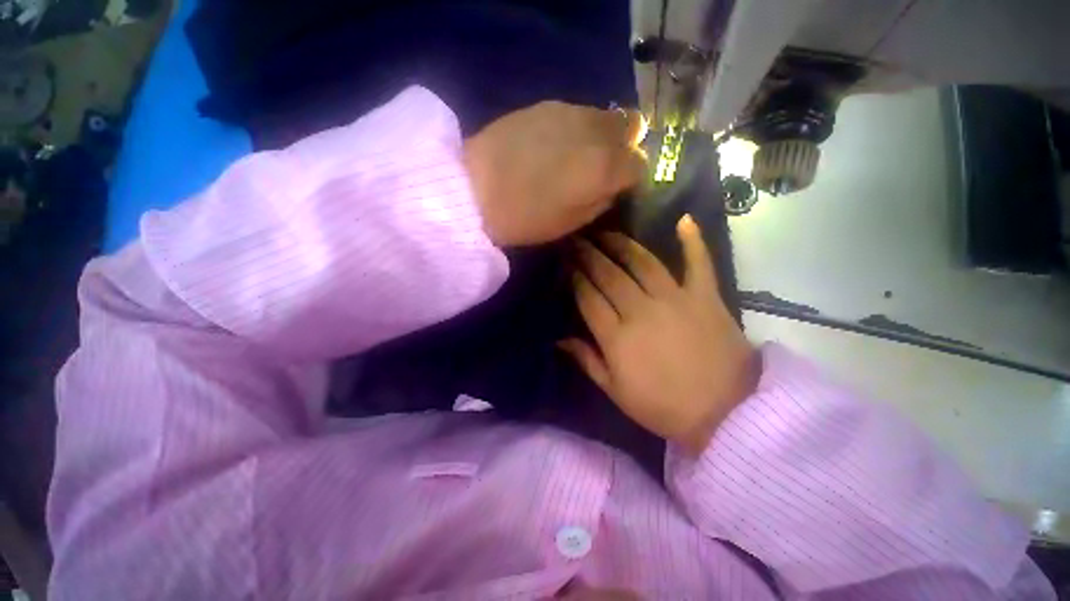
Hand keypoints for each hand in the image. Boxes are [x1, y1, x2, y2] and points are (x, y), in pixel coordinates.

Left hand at [464, 101, 646, 246]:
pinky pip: (578, 112)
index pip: (640, 165)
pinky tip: (556, 144)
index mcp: (605, 168)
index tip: (619, 188)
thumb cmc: (526, 218)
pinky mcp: (547, 104)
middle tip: (604, 166)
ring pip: (605, 115)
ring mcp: (571, 111)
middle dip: (625, 146)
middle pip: (631, 126)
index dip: (632, 178)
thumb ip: (601, 201)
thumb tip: (613, 187)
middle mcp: (596, 131)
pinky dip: (578, 127)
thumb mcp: (572, 223)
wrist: (475, 190)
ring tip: (578, 155)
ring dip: (602, 134)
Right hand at [559, 216, 757, 454]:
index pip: (588, 297)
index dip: (574, 278)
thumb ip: (586, 360)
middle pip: (609, 275)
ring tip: (606, 233)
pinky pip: (698, 262)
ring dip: (621, 244)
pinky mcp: (705, 297)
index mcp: (617, 336)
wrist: (726, 413)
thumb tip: (559, 339)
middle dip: (589, 255)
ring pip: (642, 262)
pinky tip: (684, 220)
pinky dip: (693, 240)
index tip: (565, 264)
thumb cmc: (663, 407)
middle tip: (577, 241)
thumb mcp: (615, 391)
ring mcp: (675, 299)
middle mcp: (641, 310)